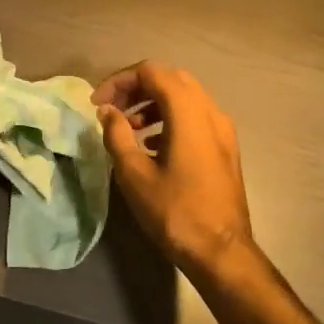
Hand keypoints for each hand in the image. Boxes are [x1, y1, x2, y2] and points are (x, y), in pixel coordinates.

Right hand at [95, 61, 258, 283]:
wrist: (222, 251)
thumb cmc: (174, 211)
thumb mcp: (134, 173)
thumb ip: (117, 134)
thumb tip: (108, 111)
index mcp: (188, 111)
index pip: (151, 72)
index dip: (119, 81)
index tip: (98, 104)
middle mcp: (210, 111)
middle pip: (170, 79)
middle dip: (137, 88)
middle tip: (113, 110)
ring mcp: (223, 129)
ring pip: (186, 97)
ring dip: (154, 103)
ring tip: (129, 127)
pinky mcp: (226, 148)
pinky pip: (196, 117)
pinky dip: (171, 119)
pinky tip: (153, 144)